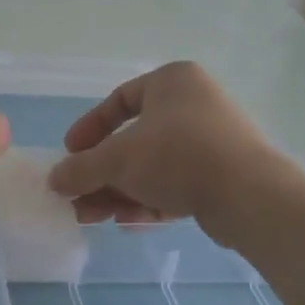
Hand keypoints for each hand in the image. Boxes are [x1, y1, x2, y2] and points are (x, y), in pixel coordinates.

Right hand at [46, 62, 280, 234]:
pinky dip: (150, 201)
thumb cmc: (177, 156)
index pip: (119, 100)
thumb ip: (81, 169)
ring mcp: (213, 140)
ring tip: (93, 218)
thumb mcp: (117, 159)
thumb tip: (55, 180)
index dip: (90, 129)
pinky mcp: (224, 175)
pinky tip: (127, 223)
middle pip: (134, 140)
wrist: (250, 195)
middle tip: (78, 198)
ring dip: (120, 191)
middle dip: (102, 173)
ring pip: (154, 166)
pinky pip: (177, 184)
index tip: (71, 153)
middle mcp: (195, 104)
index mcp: (172, 81)